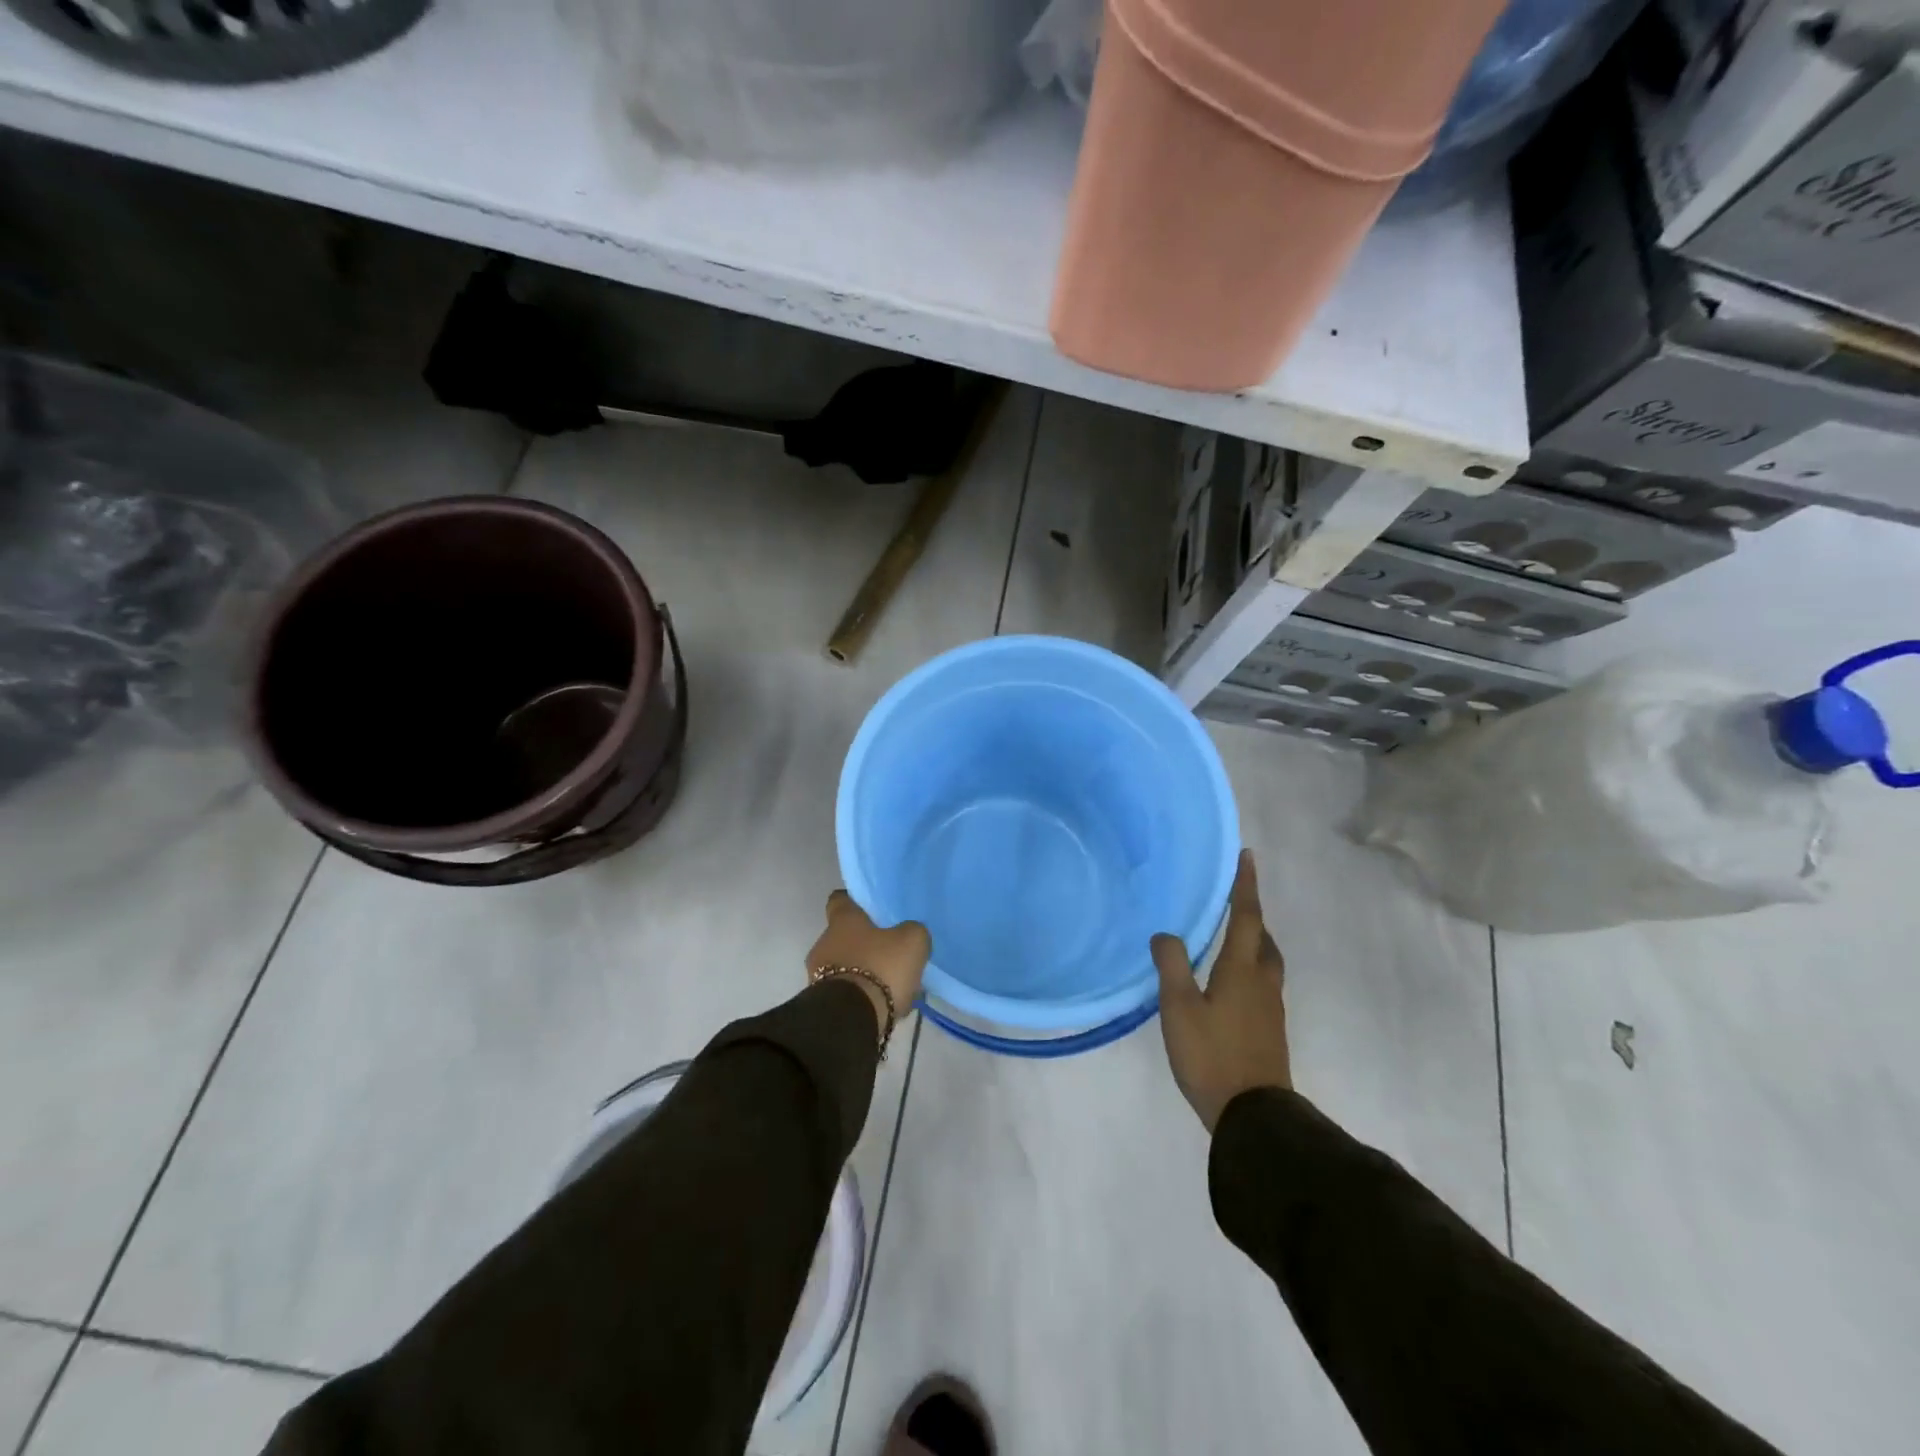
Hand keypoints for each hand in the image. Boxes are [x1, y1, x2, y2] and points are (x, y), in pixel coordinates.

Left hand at [806, 890, 930, 1037]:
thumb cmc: (880, 968)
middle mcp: (824, 943)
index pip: (839, 899)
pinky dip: (859, 995)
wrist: (851, 1020)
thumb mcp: (911, 941)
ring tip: (888, 984)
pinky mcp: (821, 1003)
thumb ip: (911, 931)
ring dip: (861, 971)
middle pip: (842, 936)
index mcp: (842, 921)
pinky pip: (844, 991)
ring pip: (843, 965)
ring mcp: (817, 975)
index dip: (854, 901)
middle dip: (863, 943)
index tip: (869, 908)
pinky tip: (880, 1004)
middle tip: (888, 951)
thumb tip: (908, 933)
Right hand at [1152, 850, 1291, 1131]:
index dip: (1245, 886)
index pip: (1247, 917)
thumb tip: (1165, 933)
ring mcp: (1270, 1009)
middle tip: (1234, 900)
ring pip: (1266, 962)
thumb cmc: (1212, 1054)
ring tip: (1230, 937)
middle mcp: (1262, 983)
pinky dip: (1249, 968)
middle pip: (1265, 939)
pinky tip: (1229, 982)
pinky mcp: (1269, 1030)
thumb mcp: (1179, 1008)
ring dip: (1253, 942)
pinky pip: (1262, 984)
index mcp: (1242, 970)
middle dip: (1253, 915)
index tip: (1247, 856)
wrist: (1254, 1116)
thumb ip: (1171, 965)